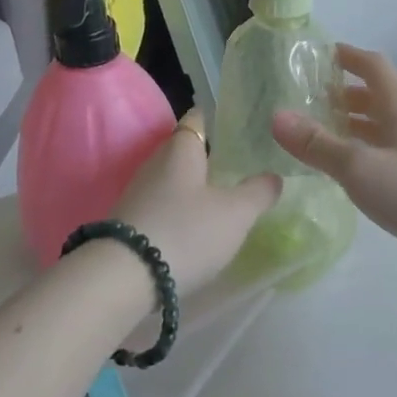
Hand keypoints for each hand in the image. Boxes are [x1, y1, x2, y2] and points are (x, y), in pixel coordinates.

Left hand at [112, 108, 279, 296]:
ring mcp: (139, 194)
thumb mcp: (235, 213)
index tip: (238, 124)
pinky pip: (162, 207)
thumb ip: (258, 192)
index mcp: (181, 149)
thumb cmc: (186, 231)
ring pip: (174, 181)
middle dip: (210, 158)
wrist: (122, 278)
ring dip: (195, 189)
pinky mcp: (129, 223)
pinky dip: (180, 213)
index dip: (217, 118)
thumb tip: (274, 176)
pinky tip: (196, 230)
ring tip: (223, 202)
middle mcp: (156, 163)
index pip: (198, 118)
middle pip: (185, 151)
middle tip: (241, 168)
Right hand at [271, 45, 396, 279]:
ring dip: (354, 122)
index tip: (319, 55)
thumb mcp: (358, 167)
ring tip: (322, 131)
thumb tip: (276, 117)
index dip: (346, 56)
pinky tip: (350, 166)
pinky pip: (389, 147)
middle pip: (376, 94)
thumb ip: (317, 144)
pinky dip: (365, 147)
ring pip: (382, 123)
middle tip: (310, 99)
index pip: (372, 65)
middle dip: (344, 93)